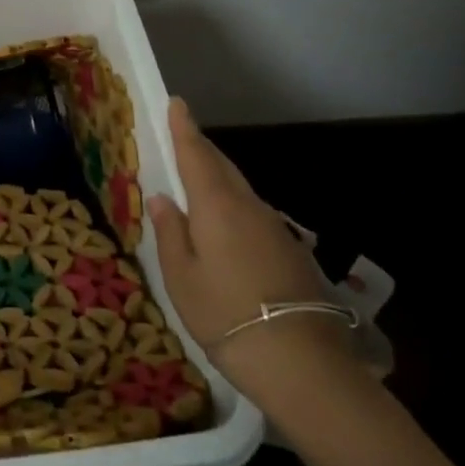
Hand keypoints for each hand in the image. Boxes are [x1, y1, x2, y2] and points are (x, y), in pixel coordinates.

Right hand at [147, 99, 354, 390]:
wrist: (302, 363)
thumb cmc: (225, 315)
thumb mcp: (181, 278)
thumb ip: (171, 233)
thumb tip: (162, 198)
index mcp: (217, 205)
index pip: (196, 154)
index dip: (184, 127)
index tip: (177, 102)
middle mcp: (248, 207)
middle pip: (222, 167)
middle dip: (201, 149)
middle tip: (182, 137)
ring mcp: (274, 228)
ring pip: (240, 190)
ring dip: (218, 177)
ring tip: (197, 180)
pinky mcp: (290, 251)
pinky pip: (253, 213)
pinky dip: (233, 205)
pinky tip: (225, 226)